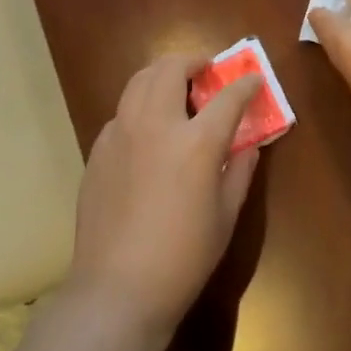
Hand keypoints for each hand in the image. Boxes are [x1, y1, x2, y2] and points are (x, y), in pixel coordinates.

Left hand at [66, 55, 261, 342]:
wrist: (118, 288)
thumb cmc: (184, 257)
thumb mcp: (226, 215)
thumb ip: (240, 170)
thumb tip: (247, 145)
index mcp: (196, 142)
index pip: (228, 96)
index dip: (245, 84)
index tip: (253, 80)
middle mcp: (156, 125)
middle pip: (171, 69)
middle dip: (193, 62)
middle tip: (205, 73)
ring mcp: (120, 134)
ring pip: (138, 81)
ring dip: (162, 75)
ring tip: (176, 89)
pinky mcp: (98, 150)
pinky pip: (121, 112)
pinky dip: (140, 107)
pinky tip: (148, 132)